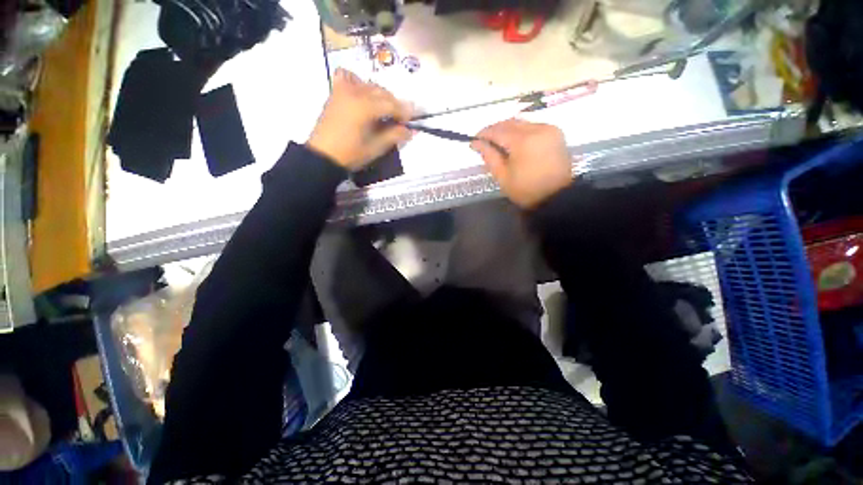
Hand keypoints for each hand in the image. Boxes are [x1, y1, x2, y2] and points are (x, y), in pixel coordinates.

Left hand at [307, 69, 412, 170]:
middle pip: (382, 92)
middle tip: (402, 119)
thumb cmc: (351, 154)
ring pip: (369, 85)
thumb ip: (394, 136)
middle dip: (395, 104)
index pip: (391, 104)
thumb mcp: (376, 147)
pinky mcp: (335, 93)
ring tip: (385, 111)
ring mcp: (343, 90)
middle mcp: (355, 92)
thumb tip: (411, 130)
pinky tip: (363, 94)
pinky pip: (348, 78)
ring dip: (381, 95)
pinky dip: (358, 83)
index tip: (414, 119)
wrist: (323, 156)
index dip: (405, 112)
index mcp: (365, 107)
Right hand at [471, 119, 571, 208]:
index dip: (484, 134)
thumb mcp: (503, 176)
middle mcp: (537, 129)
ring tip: (497, 142)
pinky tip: (513, 142)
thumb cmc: (526, 190)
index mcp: (523, 141)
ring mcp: (549, 129)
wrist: (556, 196)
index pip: (498, 131)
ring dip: (507, 129)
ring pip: (521, 123)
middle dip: (495, 130)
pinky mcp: (555, 132)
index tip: (473, 140)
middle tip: (483, 141)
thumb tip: (476, 143)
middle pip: (510, 122)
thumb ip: (489, 156)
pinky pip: (532, 126)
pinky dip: (520, 131)